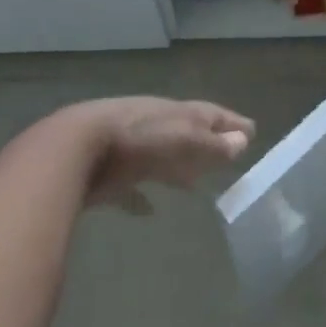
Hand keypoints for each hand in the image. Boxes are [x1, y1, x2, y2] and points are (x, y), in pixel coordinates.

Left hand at [78, 97, 255, 214]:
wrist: (74, 149)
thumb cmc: (136, 140)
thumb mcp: (181, 139)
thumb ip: (211, 143)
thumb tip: (243, 140)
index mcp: (174, 113)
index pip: (209, 114)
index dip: (230, 122)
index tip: (251, 131)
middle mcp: (154, 125)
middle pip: (186, 133)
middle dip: (206, 143)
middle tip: (228, 156)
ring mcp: (129, 148)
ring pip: (161, 156)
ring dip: (178, 167)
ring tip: (195, 184)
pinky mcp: (108, 174)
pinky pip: (132, 186)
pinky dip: (142, 198)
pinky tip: (149, 212)